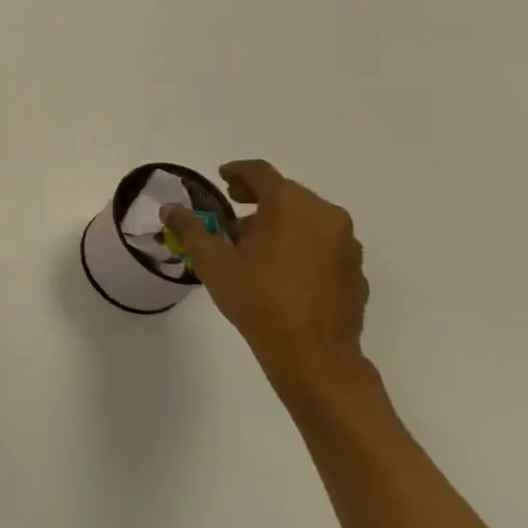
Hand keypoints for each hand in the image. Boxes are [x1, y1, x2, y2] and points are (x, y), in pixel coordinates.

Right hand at [163, 159, 367, 392]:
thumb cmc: (258, 298)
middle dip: (257, 198)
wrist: (314, 356)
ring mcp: (347, 245)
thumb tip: (170, 209)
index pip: (259, 172)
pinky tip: (282, 269)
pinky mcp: (356, 272)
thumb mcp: (212, 261)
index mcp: (290, 204)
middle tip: (232, 212)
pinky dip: (302, 244)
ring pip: (308, 218)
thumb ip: (189, 228)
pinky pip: (324, 244)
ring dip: (280, 221)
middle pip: (286, 192)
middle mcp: (325, 215)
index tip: (221, 178)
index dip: (236, 171)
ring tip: (255, 245)